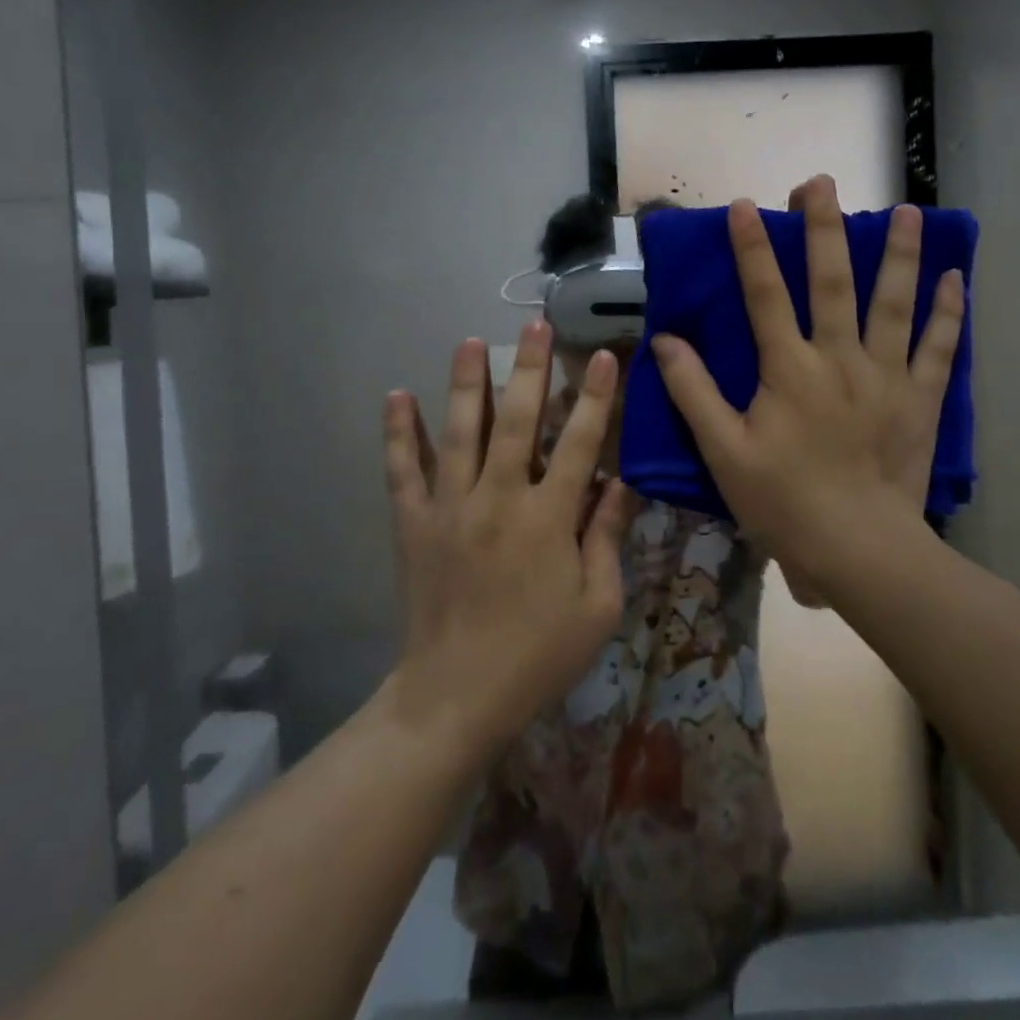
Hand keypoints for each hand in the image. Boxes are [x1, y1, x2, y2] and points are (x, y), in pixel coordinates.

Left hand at [382, 321, 636, 755]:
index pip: (579, 444)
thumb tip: (622, 483)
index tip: (603, 357)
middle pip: (517, 421)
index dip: (595, 398)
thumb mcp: (597, 606)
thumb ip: (607, 538)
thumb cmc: (538, 655)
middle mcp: (497, 499)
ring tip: (471, 340)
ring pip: (458, 432)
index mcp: (548, 519)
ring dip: (466, 383)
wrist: (456, 696)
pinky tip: (396, 395)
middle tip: (536, 323)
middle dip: (531, 368)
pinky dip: (398, 432)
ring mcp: (449, 508)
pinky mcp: (413, 523)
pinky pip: (402, 469)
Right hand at [652, 175, 964, 594]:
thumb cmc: (783, 501)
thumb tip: (665, 340)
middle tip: (821, 183)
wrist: (857, 547)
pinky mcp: (921, 399)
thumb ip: (693, 392)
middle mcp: (840, 359)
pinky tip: (956, 278)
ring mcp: (887, 376)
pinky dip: (948, 312)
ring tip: (908, 211)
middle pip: (833, 282)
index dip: (752, 248)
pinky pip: (939, 347)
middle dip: (824, 229)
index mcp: (789, 370)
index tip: (744, 206)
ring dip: (901, 254)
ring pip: (895, 303)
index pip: (765, 295)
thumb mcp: (723, 451)